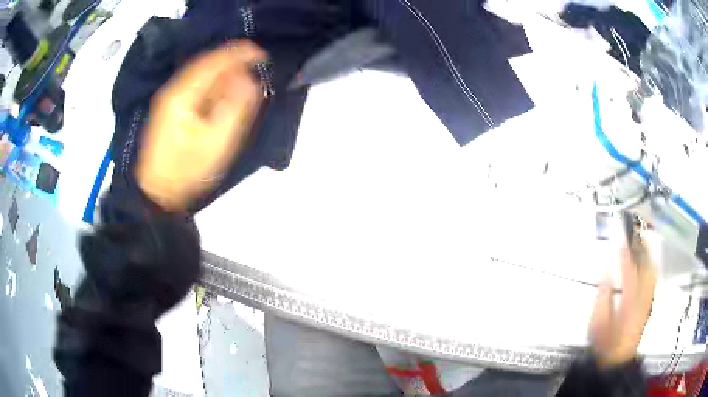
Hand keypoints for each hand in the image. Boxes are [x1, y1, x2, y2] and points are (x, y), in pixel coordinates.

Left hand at [136, 40, 265, 210]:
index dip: (238, 54)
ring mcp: (170, 99)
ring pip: (200, 75)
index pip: (213, 62)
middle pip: (206, 65)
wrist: (157, 192)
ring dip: (223, 72)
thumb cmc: (186, 170)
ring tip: (243, 77)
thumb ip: (234, 108)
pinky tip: (223, 91)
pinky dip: (212, 84)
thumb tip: (248, 80)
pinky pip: (195, 87)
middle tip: (255, 65)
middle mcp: (174, 90)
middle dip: (232, 62)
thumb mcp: (216, 142)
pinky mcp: (170, 109)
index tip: (261, 54)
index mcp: (183, 95)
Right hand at [589, 233, 656, 366]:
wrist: (617, 360)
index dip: (625, 251)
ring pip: (651, 269)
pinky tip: (649, 260)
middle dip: (641, 246)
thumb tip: (604, 270)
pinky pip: (652, 279)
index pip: (628, 269)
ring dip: (648, 253)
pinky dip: (651, 265)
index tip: (620, 236)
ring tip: (643, 239)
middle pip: (645, 265)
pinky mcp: (648, 303)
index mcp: (629, 299)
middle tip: (635, 230)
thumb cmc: (605, 342)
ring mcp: (647, 299)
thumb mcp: (598, 323)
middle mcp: (642, 295)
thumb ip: (602, 296)